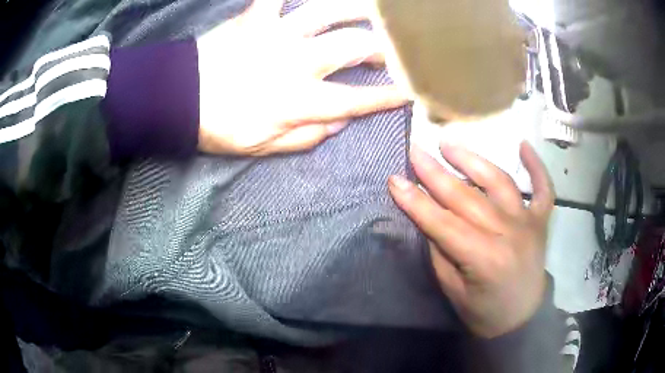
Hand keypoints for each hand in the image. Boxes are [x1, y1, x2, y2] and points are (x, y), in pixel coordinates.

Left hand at [196, 0, 407, 155]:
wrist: (177, 99)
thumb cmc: (218, 126)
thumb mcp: (262, 146)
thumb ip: (304, 137)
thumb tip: (338, 123)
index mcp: (298, 100)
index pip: (356, 99)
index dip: (388, 96)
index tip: (411, 92)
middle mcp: (296, 61)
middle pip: (353, 47)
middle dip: (382, 48)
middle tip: (392, 51)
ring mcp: (276, 34)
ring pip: (327, 12)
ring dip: (357, 9)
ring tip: (376, 10)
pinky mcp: (254, 18)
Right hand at [388, 142, 554, 337]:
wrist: (521, 319)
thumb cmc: (483, 312)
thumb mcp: (452, 290)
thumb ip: (441, 251)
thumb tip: (428, 216)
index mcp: (483, 259)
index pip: (442, 223)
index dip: (416, 201)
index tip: (394, 179)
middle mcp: (508, 234)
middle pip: (467, 197)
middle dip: (435, 173)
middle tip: (415, 150)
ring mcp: (528, 223)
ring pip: (500, 182)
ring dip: (473, 160)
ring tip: (449, 143)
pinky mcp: (541, 221)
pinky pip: (543, 189)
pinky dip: (536, 166)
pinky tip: (524, 145)